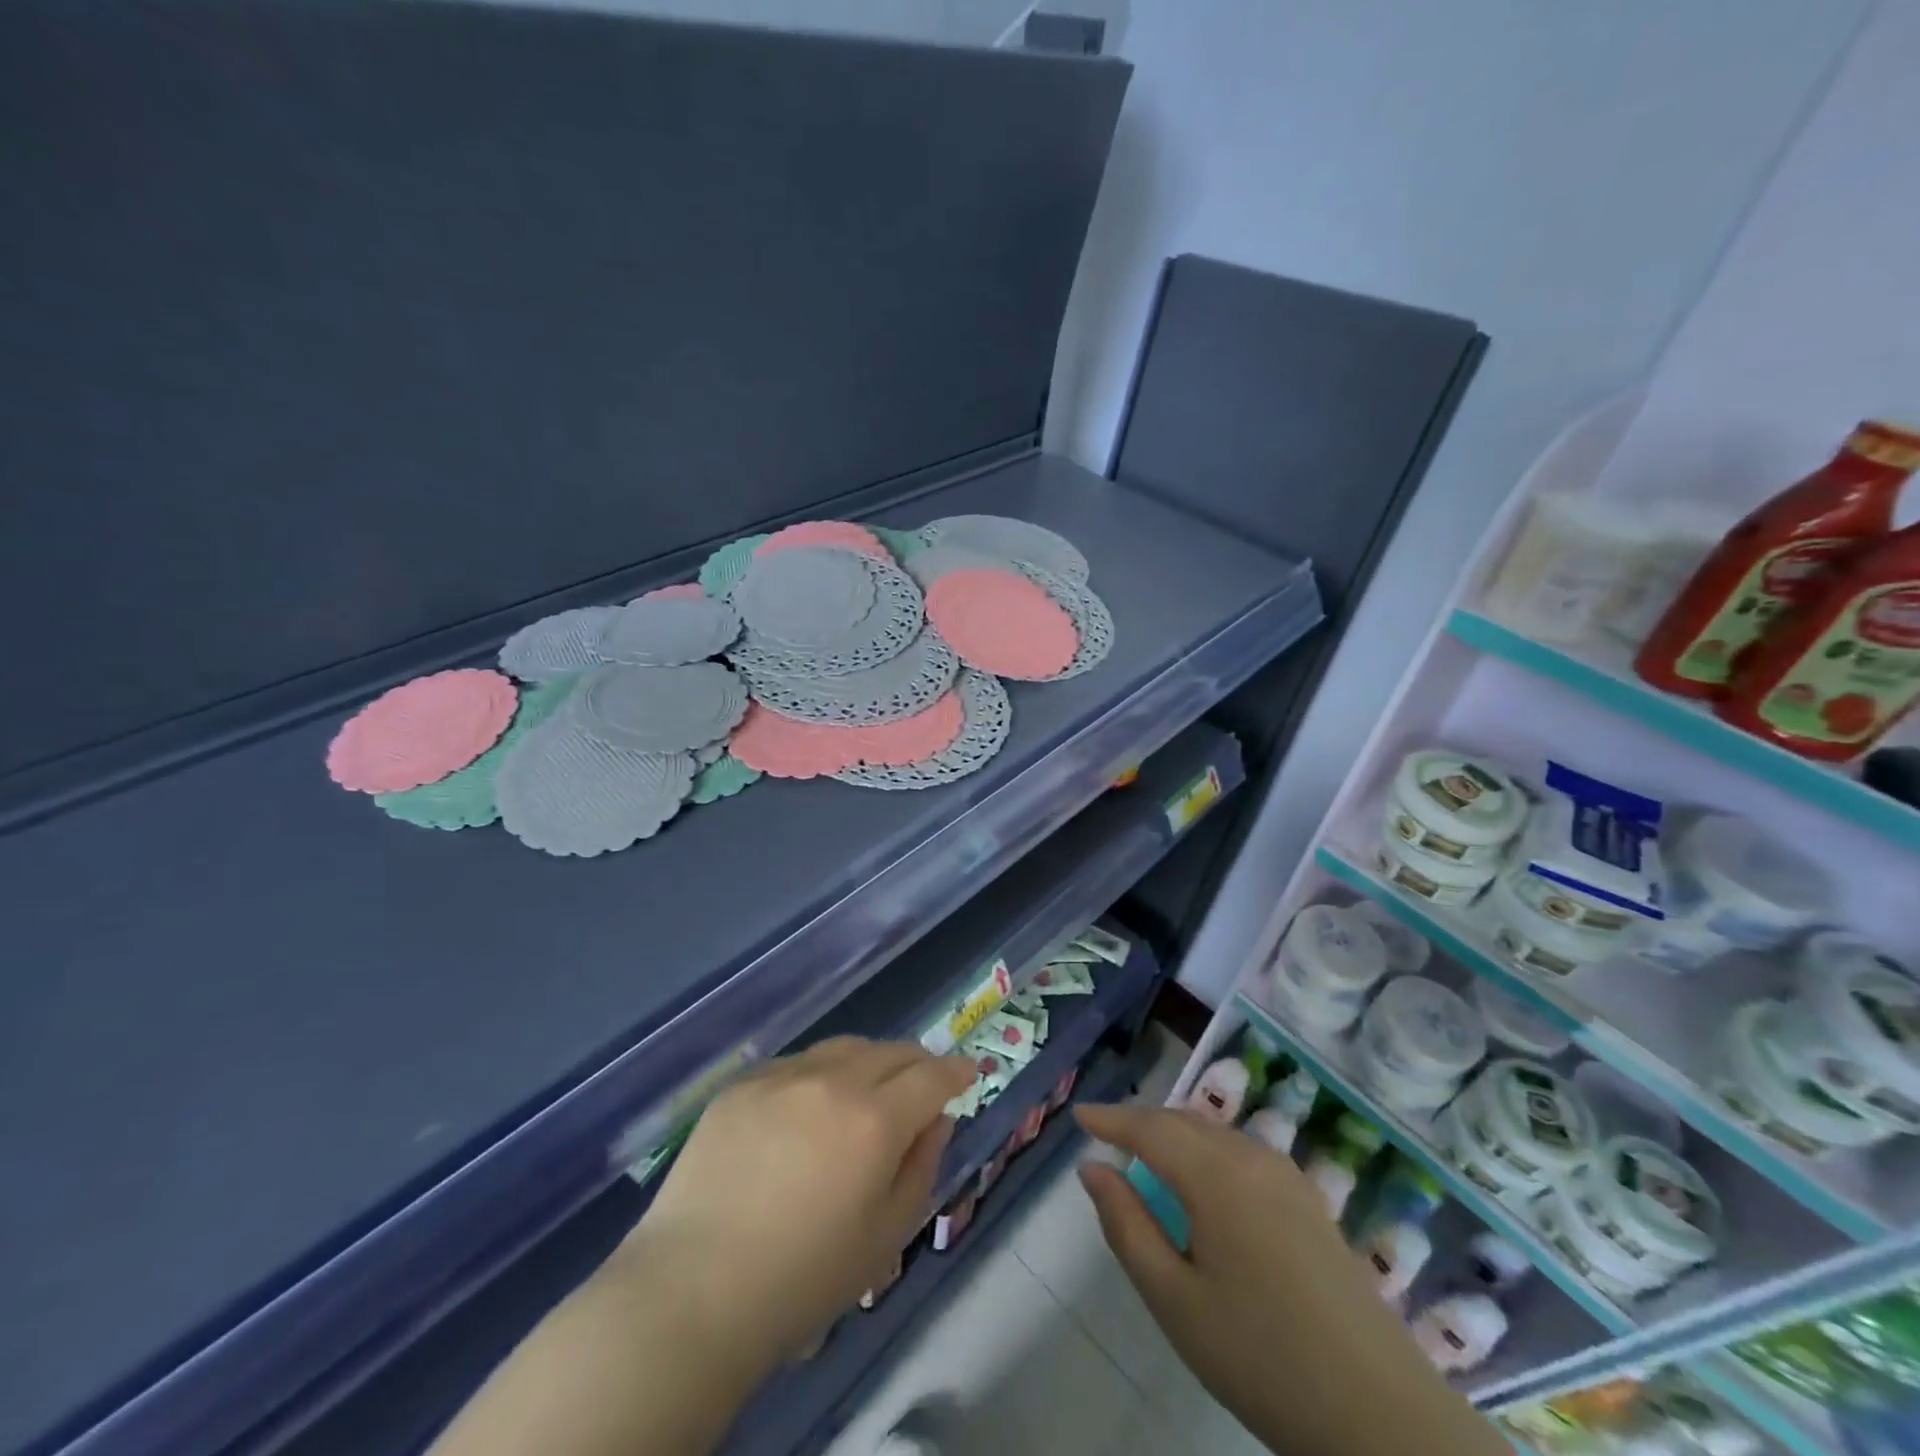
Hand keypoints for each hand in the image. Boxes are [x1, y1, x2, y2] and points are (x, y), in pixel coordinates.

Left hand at [618, 1037, 975, 1384]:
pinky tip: (809, 1109)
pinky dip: (820, 1075)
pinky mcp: (743, 1082)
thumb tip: (935, 1120)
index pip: (931, 1076)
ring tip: (869, 1090)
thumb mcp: (885, 1235)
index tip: (968, 1073)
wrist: (692, 1290)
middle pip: (891, 1051)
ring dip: (870, 1063)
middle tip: (923, 1085)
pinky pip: (798, 1064)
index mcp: (875, 1119)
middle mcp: (832, 1080)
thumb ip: (922, 1166)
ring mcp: (783, 1075)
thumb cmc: (802, 1279)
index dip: (955, 1072)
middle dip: (917, 1064)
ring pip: (844, 1048)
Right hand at [1075, 1103, 1502, 1455]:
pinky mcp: (1309, 1199)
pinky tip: (1203, 1181)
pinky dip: (1207, 1149)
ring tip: (1147, 1154)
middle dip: (1141, 1122)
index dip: (1111, 1118)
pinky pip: (1242, 1152)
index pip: (1149, 1128)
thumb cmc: (1261, 1356)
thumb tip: (1092, 1170)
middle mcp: (1251, 1157)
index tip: (1079, 1114)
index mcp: (1215, 1174)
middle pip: (1183, 1121)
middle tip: (1106, 1135)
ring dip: (1175, 1133)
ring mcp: (1287, 1175)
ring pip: (1215, 1133)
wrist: (1380, 1413)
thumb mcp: (1175, 1300)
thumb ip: (1126, 1226)